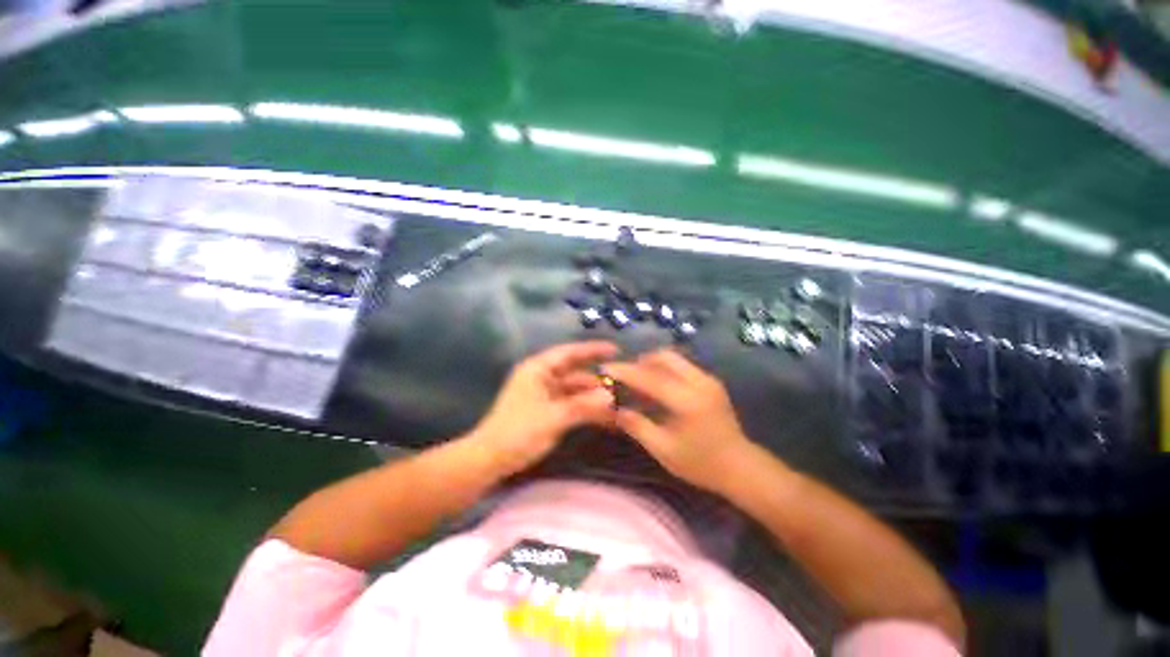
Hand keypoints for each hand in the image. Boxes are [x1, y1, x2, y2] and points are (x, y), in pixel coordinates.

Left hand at [469, 341, 618, 474]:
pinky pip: (570, 403)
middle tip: (622, 383)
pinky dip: (585, 408)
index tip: (615, 350)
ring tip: (617, 403)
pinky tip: (603, 415)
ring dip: (592, 396)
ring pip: (574, 389)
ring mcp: (544, 394)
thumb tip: (611, 397)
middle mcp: (542, 377)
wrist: (489, 460)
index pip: (569, 353)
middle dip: (596, 378)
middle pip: (574, 371)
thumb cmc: (517, 432)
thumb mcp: (552, 417)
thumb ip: (583, 405)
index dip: (592, 350)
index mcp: (538, 369)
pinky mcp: (546, 410)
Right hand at [604, 349, 753, 492]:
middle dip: (641, 361)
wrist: (741, 467)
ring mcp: (708, 380)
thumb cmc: (701, 463)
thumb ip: (638, 426)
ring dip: (653, 364)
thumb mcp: (664, 450)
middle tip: (626, 376)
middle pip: (664, 357)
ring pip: (675, 358)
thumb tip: (616, 409)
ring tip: (639, 380)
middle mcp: (699, 382)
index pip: (650, 378)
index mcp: (687, 401)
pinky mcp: (711, 382)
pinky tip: (658, 386)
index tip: (606, 368)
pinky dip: (666, 369)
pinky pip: (683, 366)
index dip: (625, 372)